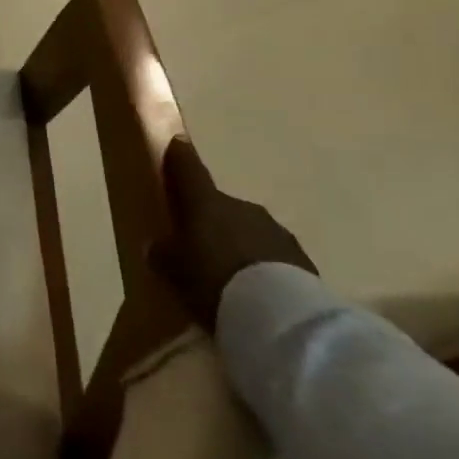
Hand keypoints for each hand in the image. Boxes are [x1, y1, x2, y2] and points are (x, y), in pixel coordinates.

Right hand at [152, 138, 315, 330]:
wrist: (280, 316)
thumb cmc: (213, 281)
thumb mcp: (173, 270)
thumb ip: (163, 253)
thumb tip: (157, 245)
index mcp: (206, 203)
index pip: (189, 170)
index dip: (180, 157)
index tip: (178, 142)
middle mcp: (241, 208)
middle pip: (220, 207)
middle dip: (211, 220)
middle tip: (200, 244)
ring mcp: (275, 232)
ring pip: (248, 231)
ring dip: (238, 244)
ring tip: (229, 274)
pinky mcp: (302, 260)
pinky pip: (271, 257)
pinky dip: (262, 267)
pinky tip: (255, 290)